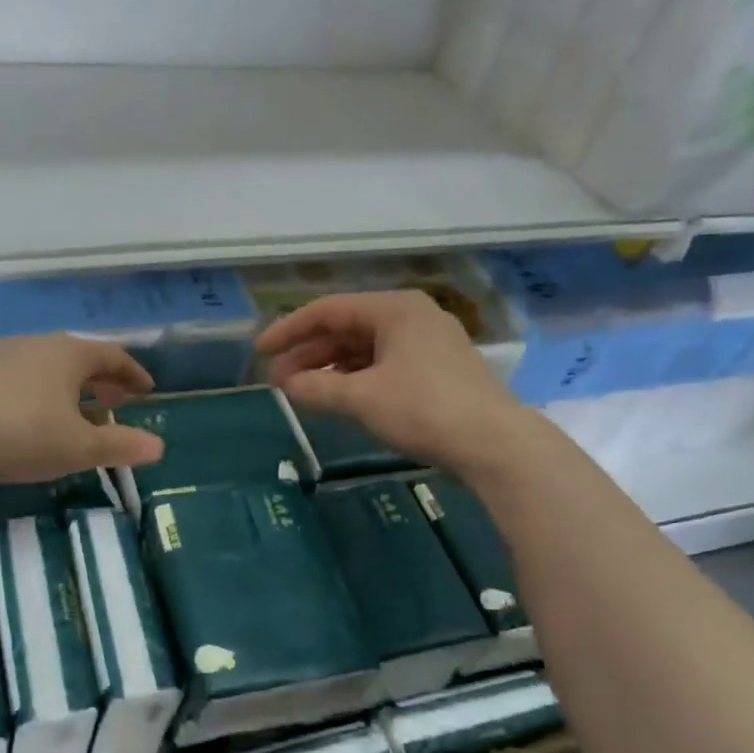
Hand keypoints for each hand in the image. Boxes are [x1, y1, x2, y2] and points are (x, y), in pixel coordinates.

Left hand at [0, 334, 165, 487]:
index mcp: (68, 354)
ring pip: (48, 366)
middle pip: (79, 357)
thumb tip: (159, 447)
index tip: (147, 390)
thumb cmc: (21, 436)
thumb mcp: (78, 448)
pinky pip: (21, 377)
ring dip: (70, 387)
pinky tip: (33, 415)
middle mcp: (37, 345)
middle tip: (117, 400)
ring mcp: (1, 356)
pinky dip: (40, 392)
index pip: (112, 355)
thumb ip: (120, 445)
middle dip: (102, 379)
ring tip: (77, 411)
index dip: (133, 373)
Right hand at [258, 290, 528, 474]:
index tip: (260, 352)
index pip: (328, 310)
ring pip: (364, 348)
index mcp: (394, 309)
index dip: (289, 329)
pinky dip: (355, 378)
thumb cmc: (423, 409)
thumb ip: (317, 389)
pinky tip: (337, 396)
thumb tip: (284, 385)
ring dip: (330, 368)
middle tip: (277, 380)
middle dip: (308, 353)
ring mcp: (427, 343)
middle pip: (346, 328)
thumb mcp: (362, 398)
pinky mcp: (436, 369)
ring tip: (300, 391)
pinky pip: (383, 363)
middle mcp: (411, 316)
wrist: (493, 444)